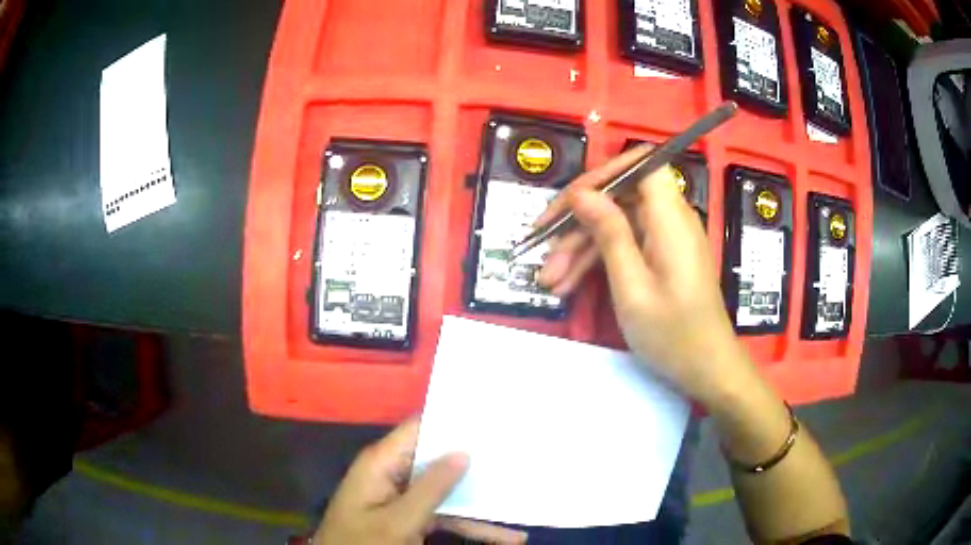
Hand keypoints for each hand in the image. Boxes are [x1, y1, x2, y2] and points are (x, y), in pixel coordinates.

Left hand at [314, 419, 526, 544]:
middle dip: (475, 464)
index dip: (453, 420)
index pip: (420, 428)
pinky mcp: (409, 517)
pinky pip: (444, 514)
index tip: (491, 417)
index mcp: (382, 462)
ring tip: (518, 506)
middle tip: (516, 456)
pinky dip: (469, 524)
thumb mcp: (399, 520)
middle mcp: (393, 473)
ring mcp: (403, 497)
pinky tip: (502, 535)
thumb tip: (463, 451)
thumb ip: (430, 487)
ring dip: (480, 503)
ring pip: (447, 492)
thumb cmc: (364, 542)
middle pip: (439, 460)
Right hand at [537, 145, 753, 405]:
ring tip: (550, 281)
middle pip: (619, 197)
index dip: (604, 173)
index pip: (640, 164)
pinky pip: (625, 245)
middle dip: (578, 222)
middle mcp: (670, 219)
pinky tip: (568, 285)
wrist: (707, 368)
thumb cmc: (673, 333)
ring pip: (616, 224)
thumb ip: (609, 233)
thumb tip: (581, 193)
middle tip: (542, 252)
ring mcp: (665, 238)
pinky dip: (597, 261)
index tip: (570, 200)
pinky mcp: (661, 257)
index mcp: (670, 217)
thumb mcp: (632, 286)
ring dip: (581, 248)